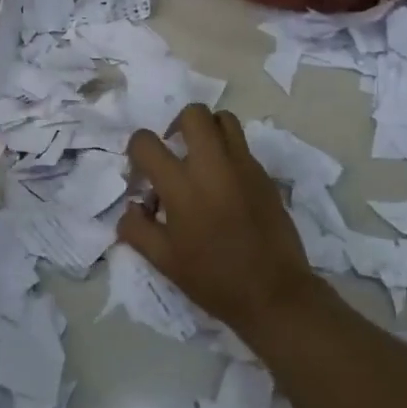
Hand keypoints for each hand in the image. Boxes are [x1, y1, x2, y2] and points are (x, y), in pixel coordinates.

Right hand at [119, 104, 320, 340]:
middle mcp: (213, 165)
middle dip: (176, 125)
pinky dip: (227, 154)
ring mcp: (244, 167)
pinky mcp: (264, 176)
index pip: (146, 142)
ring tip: (201, 159)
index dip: (136, 151)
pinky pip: (242, 147)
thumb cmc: (213, 279)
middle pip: (193, 114)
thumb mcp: (163, 261)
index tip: (142, 174)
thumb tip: (132, 206)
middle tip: (174, 152)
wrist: (274, 293)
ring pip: (224, 120)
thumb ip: (136, 228)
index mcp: (182, 186)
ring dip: (207, 131)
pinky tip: (225, 186)